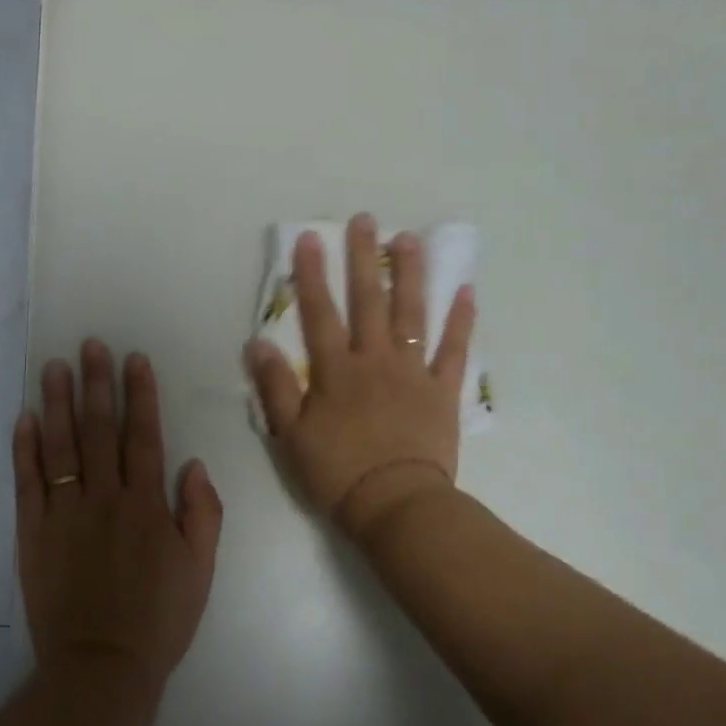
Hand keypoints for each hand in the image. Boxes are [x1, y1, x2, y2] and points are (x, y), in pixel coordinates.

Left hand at [13, 341, 223, 692]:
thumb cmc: (159, 620)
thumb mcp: (201, 570)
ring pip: (61, 448)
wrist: (102, 667)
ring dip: (59, 404)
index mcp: (147, 505)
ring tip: (55, 367)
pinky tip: (25, 418)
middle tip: (90, 345)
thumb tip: (191, 464)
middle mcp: (105, 499)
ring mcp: (64, 515)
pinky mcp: (32, 534)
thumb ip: (202, 513)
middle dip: (97, 384)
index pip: (143, 437)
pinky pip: (27, 484)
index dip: (140, 396)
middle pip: (99, 431)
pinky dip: (25, 449)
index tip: (134, 360)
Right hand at [245, 215, 475, 542]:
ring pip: (411, 315)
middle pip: (369, 302)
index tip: (311, 238)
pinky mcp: (442, 391)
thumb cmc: (337, 474)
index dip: (313, 275)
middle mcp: (374, 361)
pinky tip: (467, 292)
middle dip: (365, 259)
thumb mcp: (291, 436)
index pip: (320, 314)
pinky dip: (461, 322)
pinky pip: (454, 351)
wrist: (394, 504)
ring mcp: (412, 373)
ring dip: (411, 275)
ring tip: (410, 240)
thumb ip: (275, 388)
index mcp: (336, 372)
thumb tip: (258, 343)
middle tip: (366, 220)